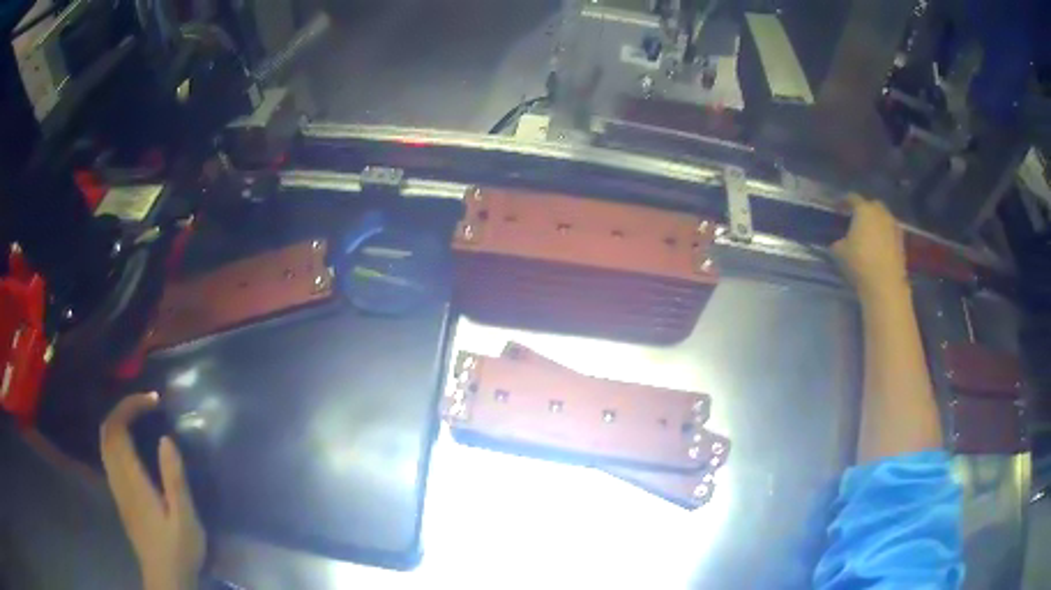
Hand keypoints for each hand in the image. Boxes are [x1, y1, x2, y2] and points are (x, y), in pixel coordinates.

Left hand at [100, 392, 205, 589]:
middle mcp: (118, 477)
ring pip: (105, 441)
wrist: (165, 578)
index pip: (118, 427)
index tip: (153, 401)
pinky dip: (116, 437)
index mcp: (132, 479)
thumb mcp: (185, 518)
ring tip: (139, 417)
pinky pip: (109, 454)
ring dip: (118, 421)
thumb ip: (175, 479)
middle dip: (122, 408)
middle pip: (107, 430)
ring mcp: (116, 487)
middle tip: (146, 404)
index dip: (131, 406)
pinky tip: (133, 444)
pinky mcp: (119, 495)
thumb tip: (166, 439)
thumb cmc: (178, 550)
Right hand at [832, 194, 908, 298]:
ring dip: (876, 222)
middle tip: (856, 219)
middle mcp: (880, 213)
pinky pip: (890, 231)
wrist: (885, 284)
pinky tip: (879, 245)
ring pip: (883, 217)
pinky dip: (884, 234)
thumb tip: (839, 241)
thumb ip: (839, 241)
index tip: (837, 206)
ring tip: (869, 233)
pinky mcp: (901, 241)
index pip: (852, 198)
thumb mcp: (839, 252)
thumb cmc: (860, 263)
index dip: (843, 201)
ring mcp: (893, 226)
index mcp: (863, 210)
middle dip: (864, 209)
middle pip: (871, 205)